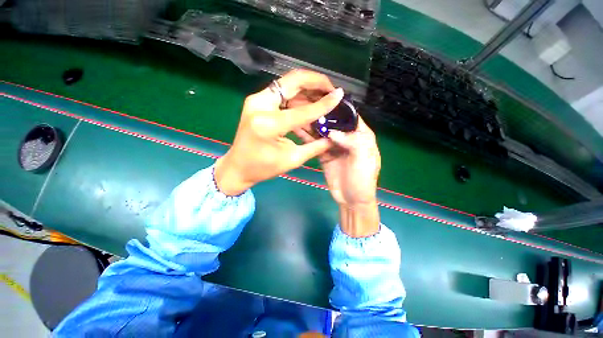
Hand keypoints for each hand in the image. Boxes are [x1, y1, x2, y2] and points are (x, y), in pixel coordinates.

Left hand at [214, 70, 343, 195]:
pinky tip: (309, 103)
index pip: (303, 110)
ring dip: (307, 89)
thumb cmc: (263, 168)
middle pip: (292, 82)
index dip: (324, 103)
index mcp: (269, 124)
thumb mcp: (292, 160)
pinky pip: (282, 93)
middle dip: (315, 82)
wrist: (238, 167)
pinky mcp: (257, 102)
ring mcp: (256, 100)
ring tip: (323, 96)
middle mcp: (260, 105)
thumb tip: (334, 136)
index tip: (340, 94)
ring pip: (287, 84)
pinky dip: (297, 96)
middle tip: (331, 89)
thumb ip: (316, 146)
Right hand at [293, 114, 381, 236]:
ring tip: (299, 113)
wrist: (351, 200)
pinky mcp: (324, 155)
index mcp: (361, 136)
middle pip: (334, 123)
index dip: (339, 108)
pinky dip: (308, 138)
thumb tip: (332, 131)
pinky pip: (316, 144)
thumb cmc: (362, 179)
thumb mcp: (363, 159)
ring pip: (323, 132)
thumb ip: (352, 141)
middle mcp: (347, 138)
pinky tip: (298, 129)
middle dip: (322, 114)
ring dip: (313, 124)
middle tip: (306, 103)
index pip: (351, 117)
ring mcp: (334, 147)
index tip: (324, 97)